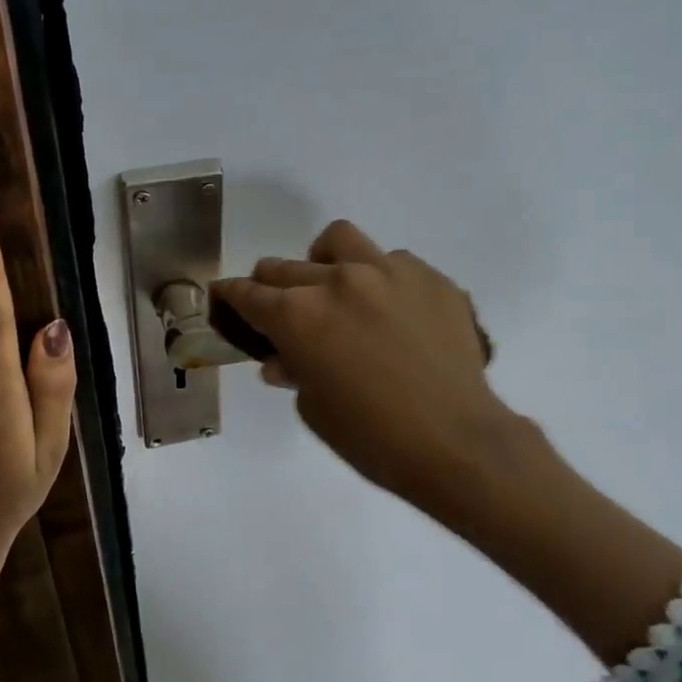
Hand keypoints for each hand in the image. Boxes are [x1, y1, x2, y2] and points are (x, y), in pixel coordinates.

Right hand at [212, 220, 519, 510]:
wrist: (456, 441)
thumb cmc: (372, 438)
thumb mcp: (315, 409)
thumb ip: (294, 371)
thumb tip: (282, 359)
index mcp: (298, 315)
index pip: (248, 293)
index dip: (230, 295)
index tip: (225, 296)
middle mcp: (335, 281)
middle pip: (283, 266)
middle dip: (270, 285)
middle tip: (280, 306)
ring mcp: (386, 271)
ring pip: (338, 240)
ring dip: (324, 261)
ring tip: (336, 286)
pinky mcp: (428, 275)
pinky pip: (392, 261)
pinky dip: (380, 279)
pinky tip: (393, 310)